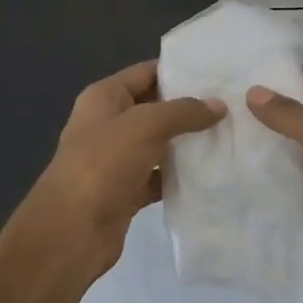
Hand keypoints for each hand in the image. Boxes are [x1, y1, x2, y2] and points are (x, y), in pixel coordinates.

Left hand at [24, 61, 225, 278]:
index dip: (178, 70)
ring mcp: (117, 159)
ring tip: (229, 134)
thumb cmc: (103, 165)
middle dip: (189, 106)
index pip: (146, 72)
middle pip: (155, 107)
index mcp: (104, 97)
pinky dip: (180, 174)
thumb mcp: (145, 126)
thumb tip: (219, 106)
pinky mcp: (126, 190)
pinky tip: (210, 172)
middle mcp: (109, 123)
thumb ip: (183, 112)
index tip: (217, 72)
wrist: (71, 232)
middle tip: (231, 103)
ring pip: (159, 142)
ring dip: (187, 141)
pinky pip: (159, 175)